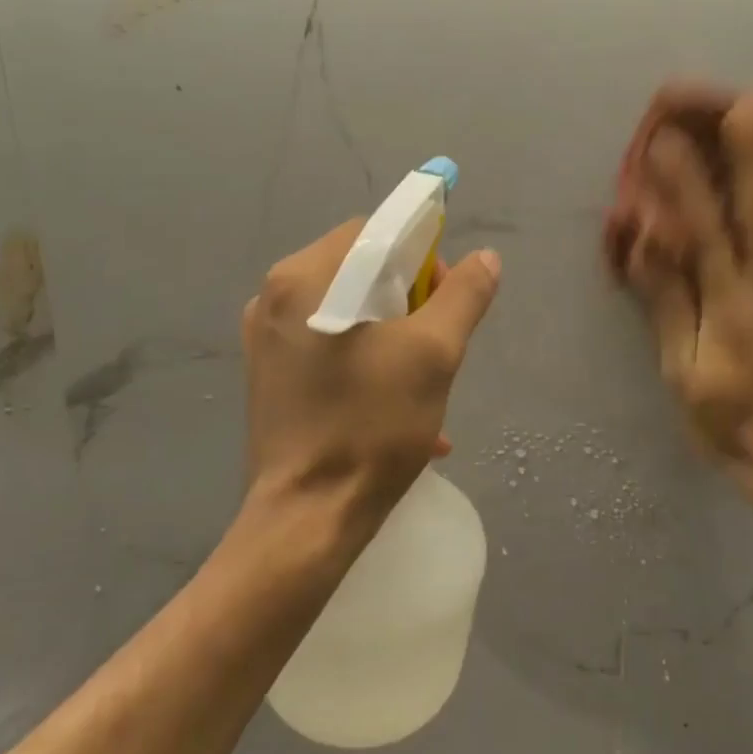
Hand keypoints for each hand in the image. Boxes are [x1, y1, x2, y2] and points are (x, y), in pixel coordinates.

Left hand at [241, 220, 501, 529]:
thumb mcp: (433, 354)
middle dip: (409, 300)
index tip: (443, 301)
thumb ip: (464, 295)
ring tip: (424, 380)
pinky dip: (367, 360)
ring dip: (394, 334)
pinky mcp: (270, 375)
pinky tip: (398, 404)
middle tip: (436, 344)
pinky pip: (330, 345)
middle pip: (360, 270)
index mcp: (303, 278)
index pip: (375, 233)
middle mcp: (274, 298)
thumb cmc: (370, 426)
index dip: (421, 257)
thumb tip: (486, 258)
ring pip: (349, 310)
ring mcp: (266, 339)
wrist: (307, 520)